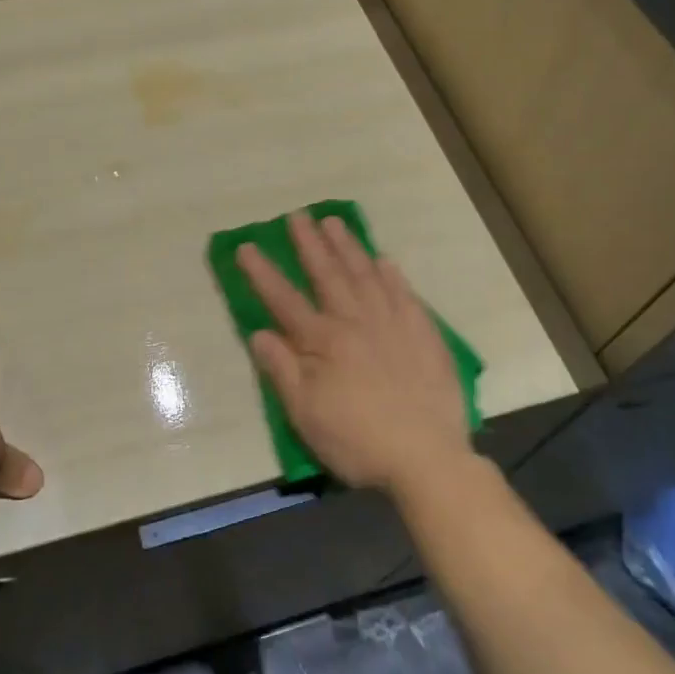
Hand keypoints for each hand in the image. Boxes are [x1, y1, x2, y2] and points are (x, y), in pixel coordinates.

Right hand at [237, 210, 469, 494]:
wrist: (427, 458)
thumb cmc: (358, 441)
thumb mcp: (306, 414)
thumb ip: (282, 370)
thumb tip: (258, 333)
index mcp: (323, 342)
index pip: (284, 300)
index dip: (263, 273)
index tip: (246, 247)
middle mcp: (356, 322)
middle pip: (328, 275)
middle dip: (310, 244)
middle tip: (297, 215)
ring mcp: (393, 324)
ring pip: (366, 275)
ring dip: (348, 247)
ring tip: (334, 222)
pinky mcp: (424, 335)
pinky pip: (405, 294)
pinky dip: (392, 275)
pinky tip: (384, 260)